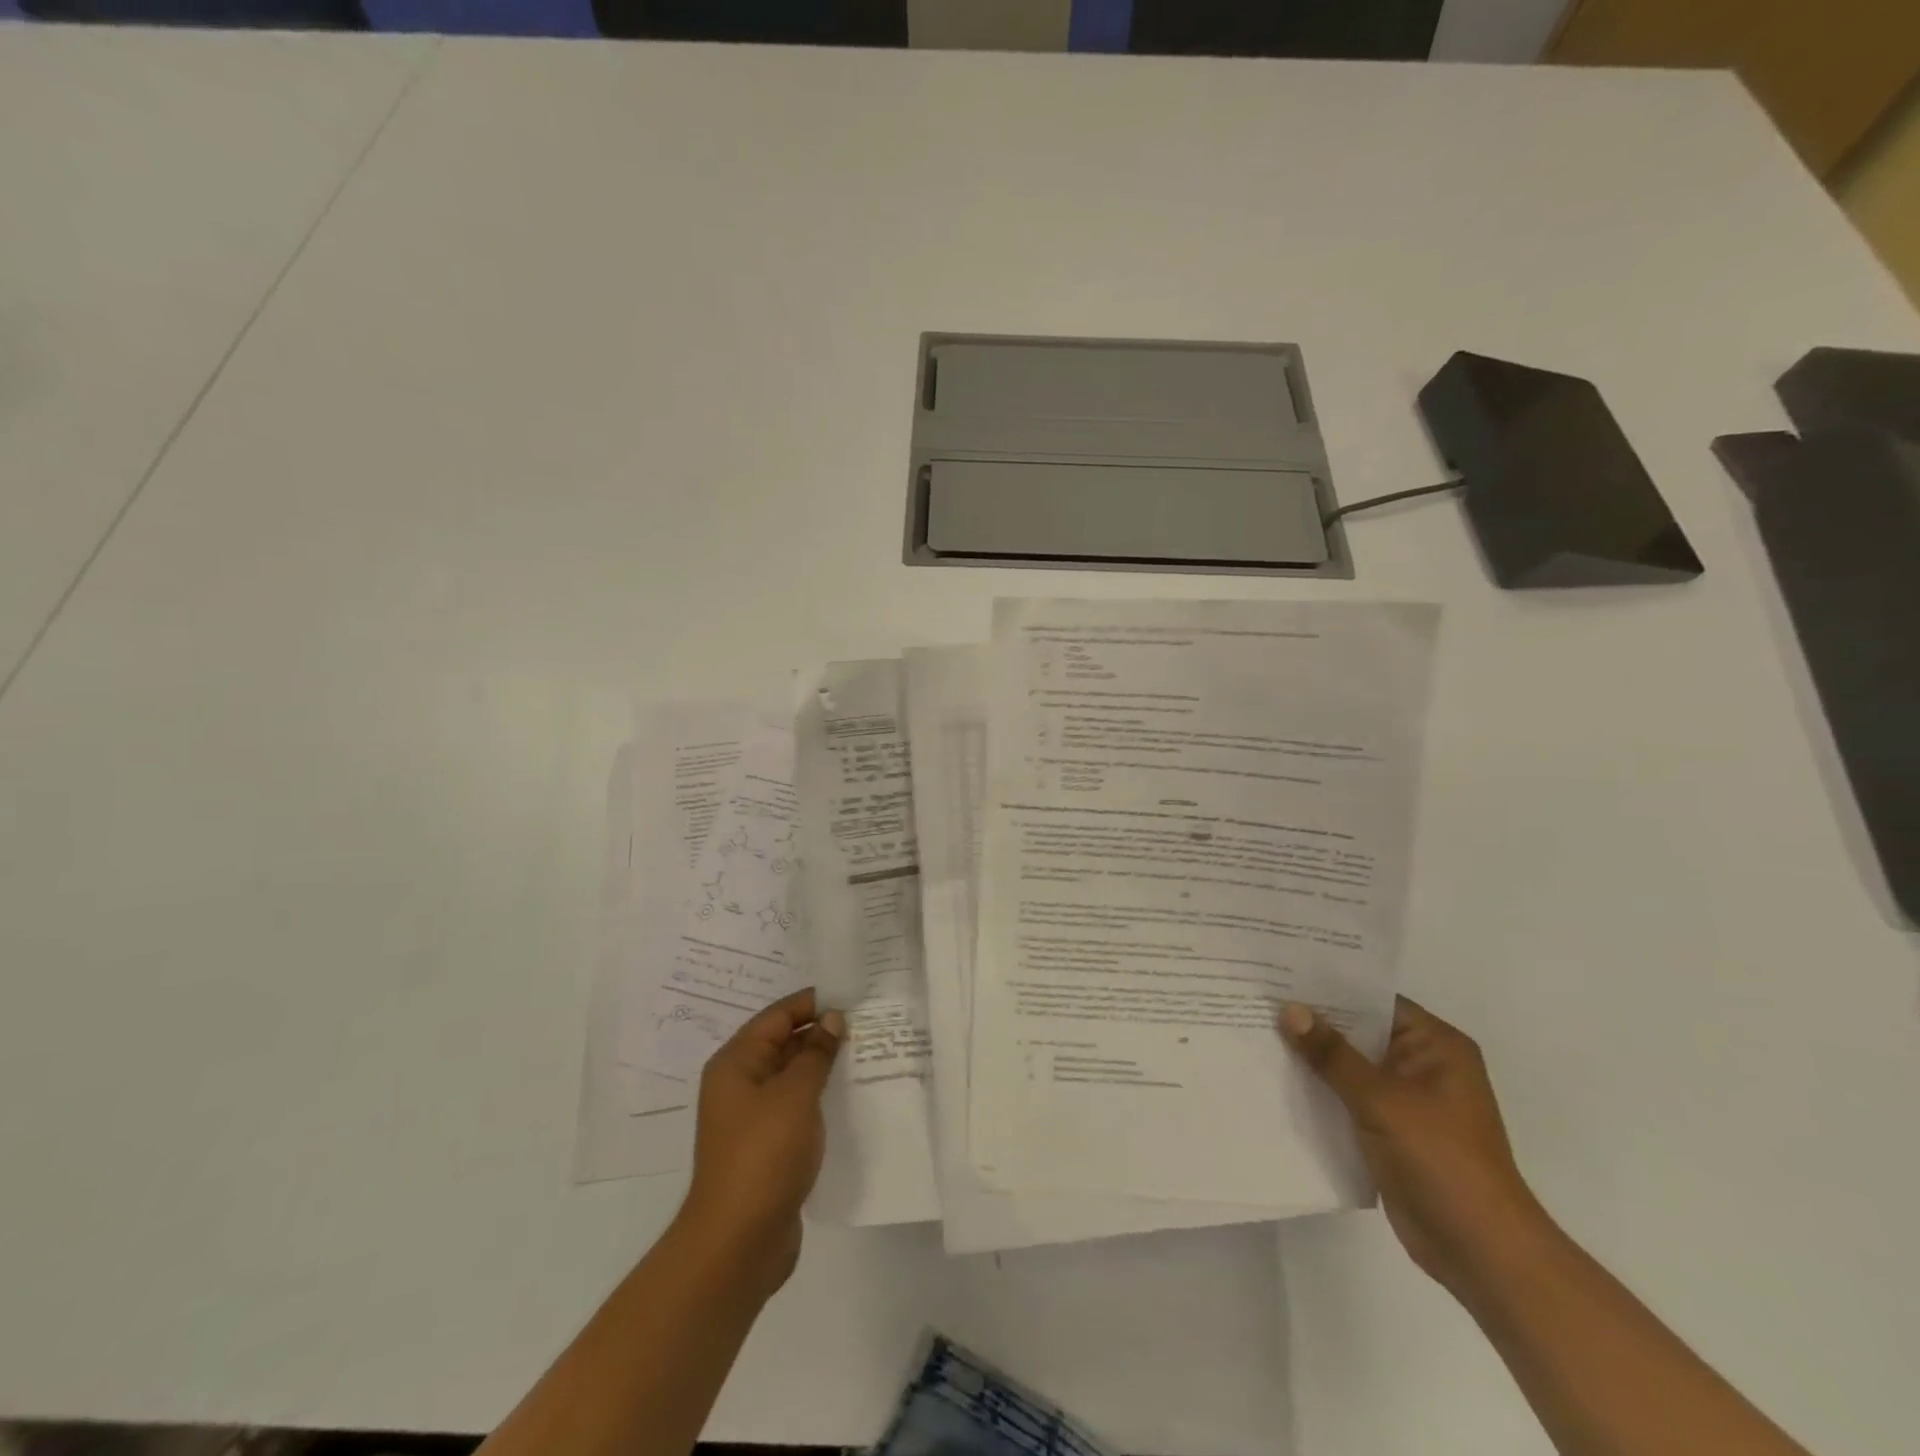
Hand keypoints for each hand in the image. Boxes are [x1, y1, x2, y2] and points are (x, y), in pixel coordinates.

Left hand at [679, 988, 844, 1297]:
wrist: (738, 1243)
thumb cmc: (763, 1155)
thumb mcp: (795, 1095)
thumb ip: (815, 1053)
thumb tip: (832, 1019)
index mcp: (736, 1063)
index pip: (777, 1016)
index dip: (812, 1003)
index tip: (852, 995)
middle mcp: (740, 1084)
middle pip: (783, 1043)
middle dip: (821, 1032)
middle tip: (867, 1022)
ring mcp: (752, 1117)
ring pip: (792, 1076)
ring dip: (823, 1065)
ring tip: (866, 1053)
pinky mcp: (767, 1146)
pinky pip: (797, 1106)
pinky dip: (820, 1096)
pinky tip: (850, 1096)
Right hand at [1280, 997, 1545, 1298]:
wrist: (1480, 1253)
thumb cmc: (1441, 1161)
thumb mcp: (1382, 1100)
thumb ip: (1332, 1054)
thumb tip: (1289, 1008)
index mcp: (1436, 1045)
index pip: (1374, 999)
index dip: (1328, 987)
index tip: (1279, 973)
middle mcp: (1423, 1065)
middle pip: (1359, 1031)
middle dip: (1313, 1022)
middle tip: (1258, 999)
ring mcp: (1407, 1100)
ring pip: (1349, 1066)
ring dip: (1312, 1058)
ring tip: (1256, 1033)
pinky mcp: (1391, 1131)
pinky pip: (1347, 1097)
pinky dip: (1319, 1090)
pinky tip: (1277, 1079)